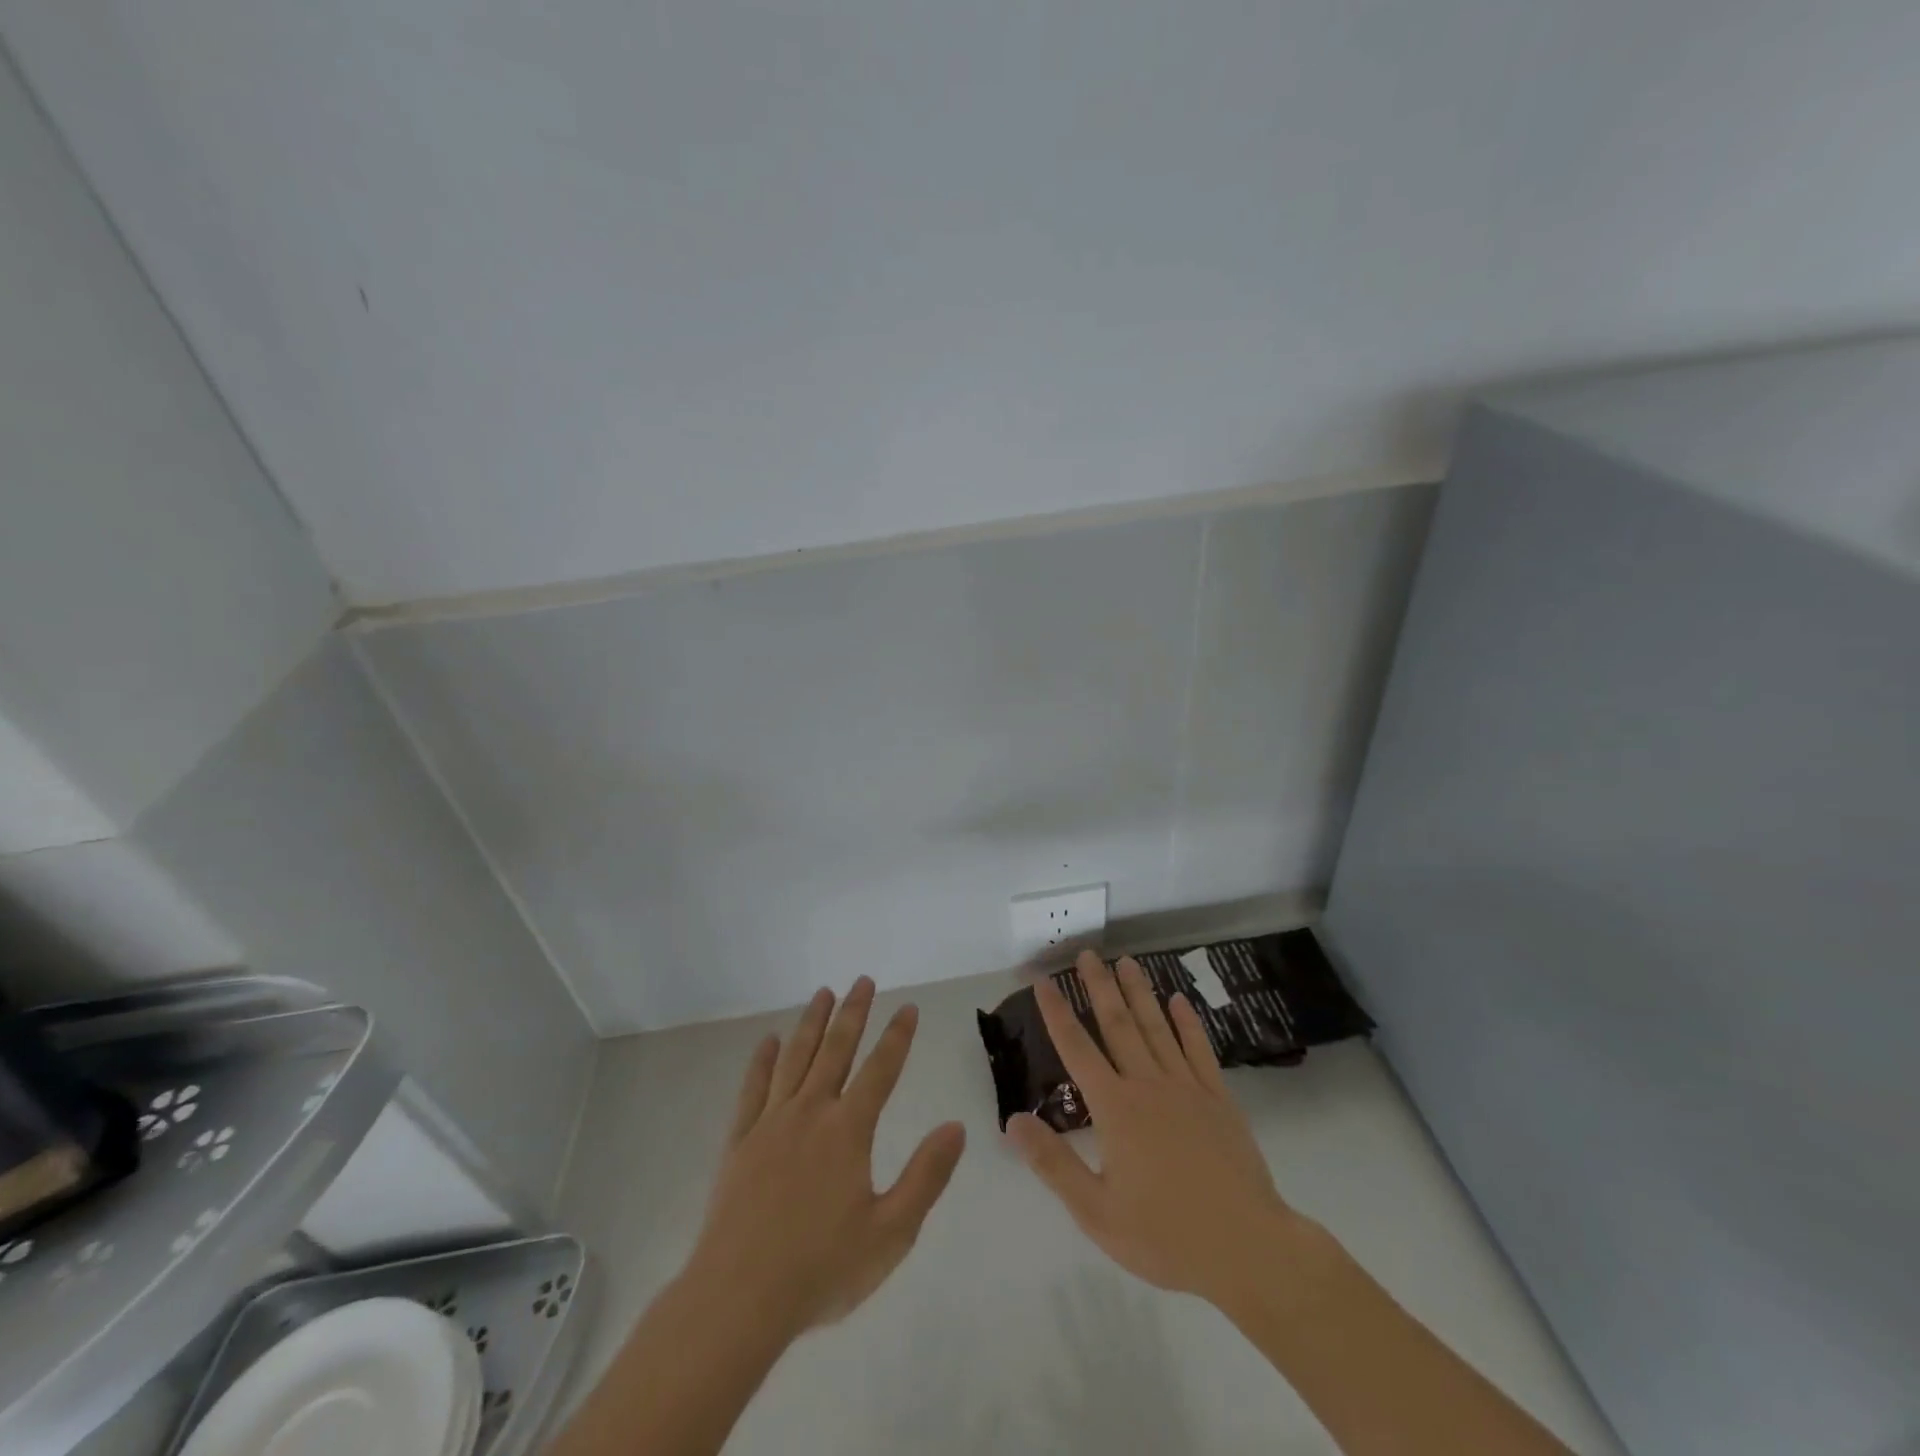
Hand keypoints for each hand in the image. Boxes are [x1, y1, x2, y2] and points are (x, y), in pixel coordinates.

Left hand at [686, 976, 966, 1337]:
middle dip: (853, 1012)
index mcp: (848, 1130)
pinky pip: (753, 1088)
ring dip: (811, 1022)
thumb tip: (956, 1126)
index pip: (880, 1070)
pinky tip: (769, 1041)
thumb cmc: (821, 1269)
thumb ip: (926, 1176)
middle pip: (835, 1050)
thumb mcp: (891, 1233)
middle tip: (862, 980)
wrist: (738, 1299)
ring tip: (823, 993)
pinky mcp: (739, 1141)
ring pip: (795, 1058)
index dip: (897, 1036)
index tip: (908, 1007)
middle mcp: (810, 1112)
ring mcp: (770, 1123)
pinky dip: (762, 1060)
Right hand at [1007, 949, 1313, 1309]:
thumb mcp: (1097, 1212)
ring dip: (1139, 992)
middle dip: (1099, 986)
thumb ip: (1053, 1163)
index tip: (1044, 980)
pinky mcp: (1218, 1098)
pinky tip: (1179, 1000)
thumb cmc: (1165, 1236)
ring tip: (1126, 961)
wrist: (1247, 1249)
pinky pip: (1198, 1049)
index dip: (1057, 1013)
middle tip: (1087, 953)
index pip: (1077, 1049)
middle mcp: (1148, 1085)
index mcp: (1116, 1109)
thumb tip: (1013, 1120)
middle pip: (1117, 1024)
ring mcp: (1187, 1087)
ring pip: (1156, 1027)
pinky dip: (1187, 1022)